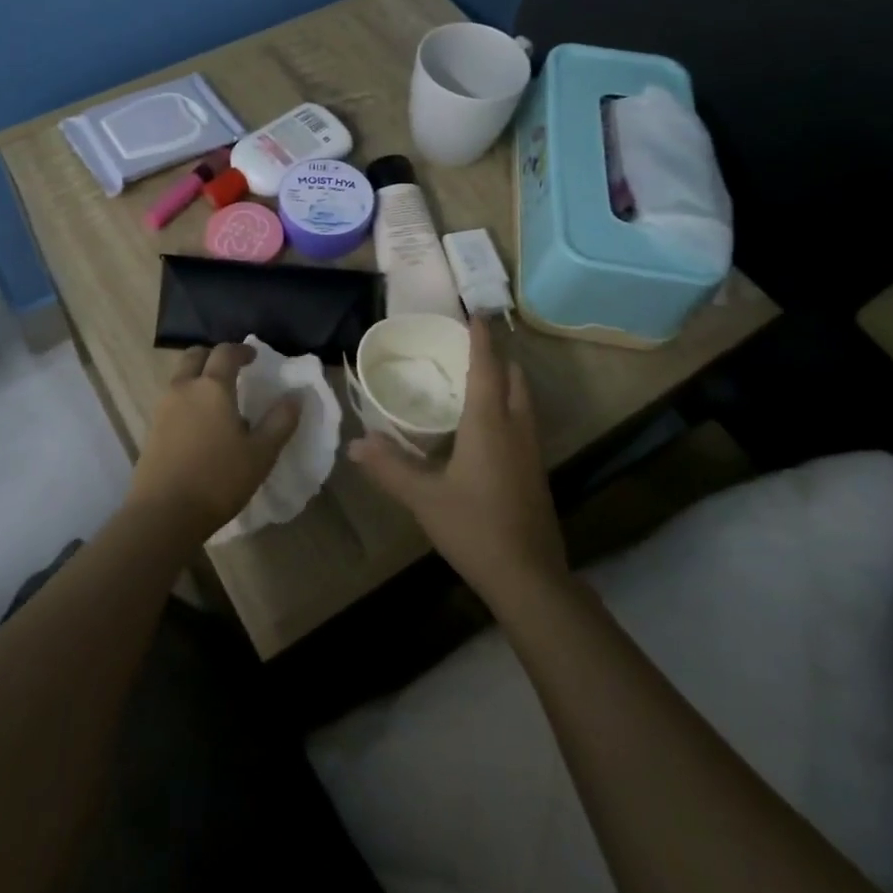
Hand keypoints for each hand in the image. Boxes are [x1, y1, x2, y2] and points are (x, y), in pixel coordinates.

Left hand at [129, 344, 301, 541]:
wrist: (164, 513)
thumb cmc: (218, 479)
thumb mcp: (261, 454)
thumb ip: (280, 421)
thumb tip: (295, 396)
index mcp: (212, 387)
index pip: (225, 353)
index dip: (241, 350)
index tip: (254, 357)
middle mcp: (184, 388)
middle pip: (195, 356)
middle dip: (213, 356)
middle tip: (231, 370)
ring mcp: (163, 407)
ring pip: (180, 377)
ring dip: (198, 376)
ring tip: (217, 398)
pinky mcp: (152, 428)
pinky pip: (172, 399)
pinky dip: (187, 397)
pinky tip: (200, 423)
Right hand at [348, 317, 567, 603]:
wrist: (529, 578)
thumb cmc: (474, 527)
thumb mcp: (423, 497)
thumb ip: (390, 468)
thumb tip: (356, 444)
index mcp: (490, 423)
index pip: (487, 367)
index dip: (481, 339)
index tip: (475, 314)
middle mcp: (516, 428)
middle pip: (515, 379)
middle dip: (497, 357)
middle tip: (470, 347)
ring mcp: (531, 451)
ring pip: (524, 401)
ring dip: (506, 382)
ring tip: (477, 379)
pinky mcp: (535, 472)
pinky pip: (524, 422)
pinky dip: (508, 407)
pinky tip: (487, 426)